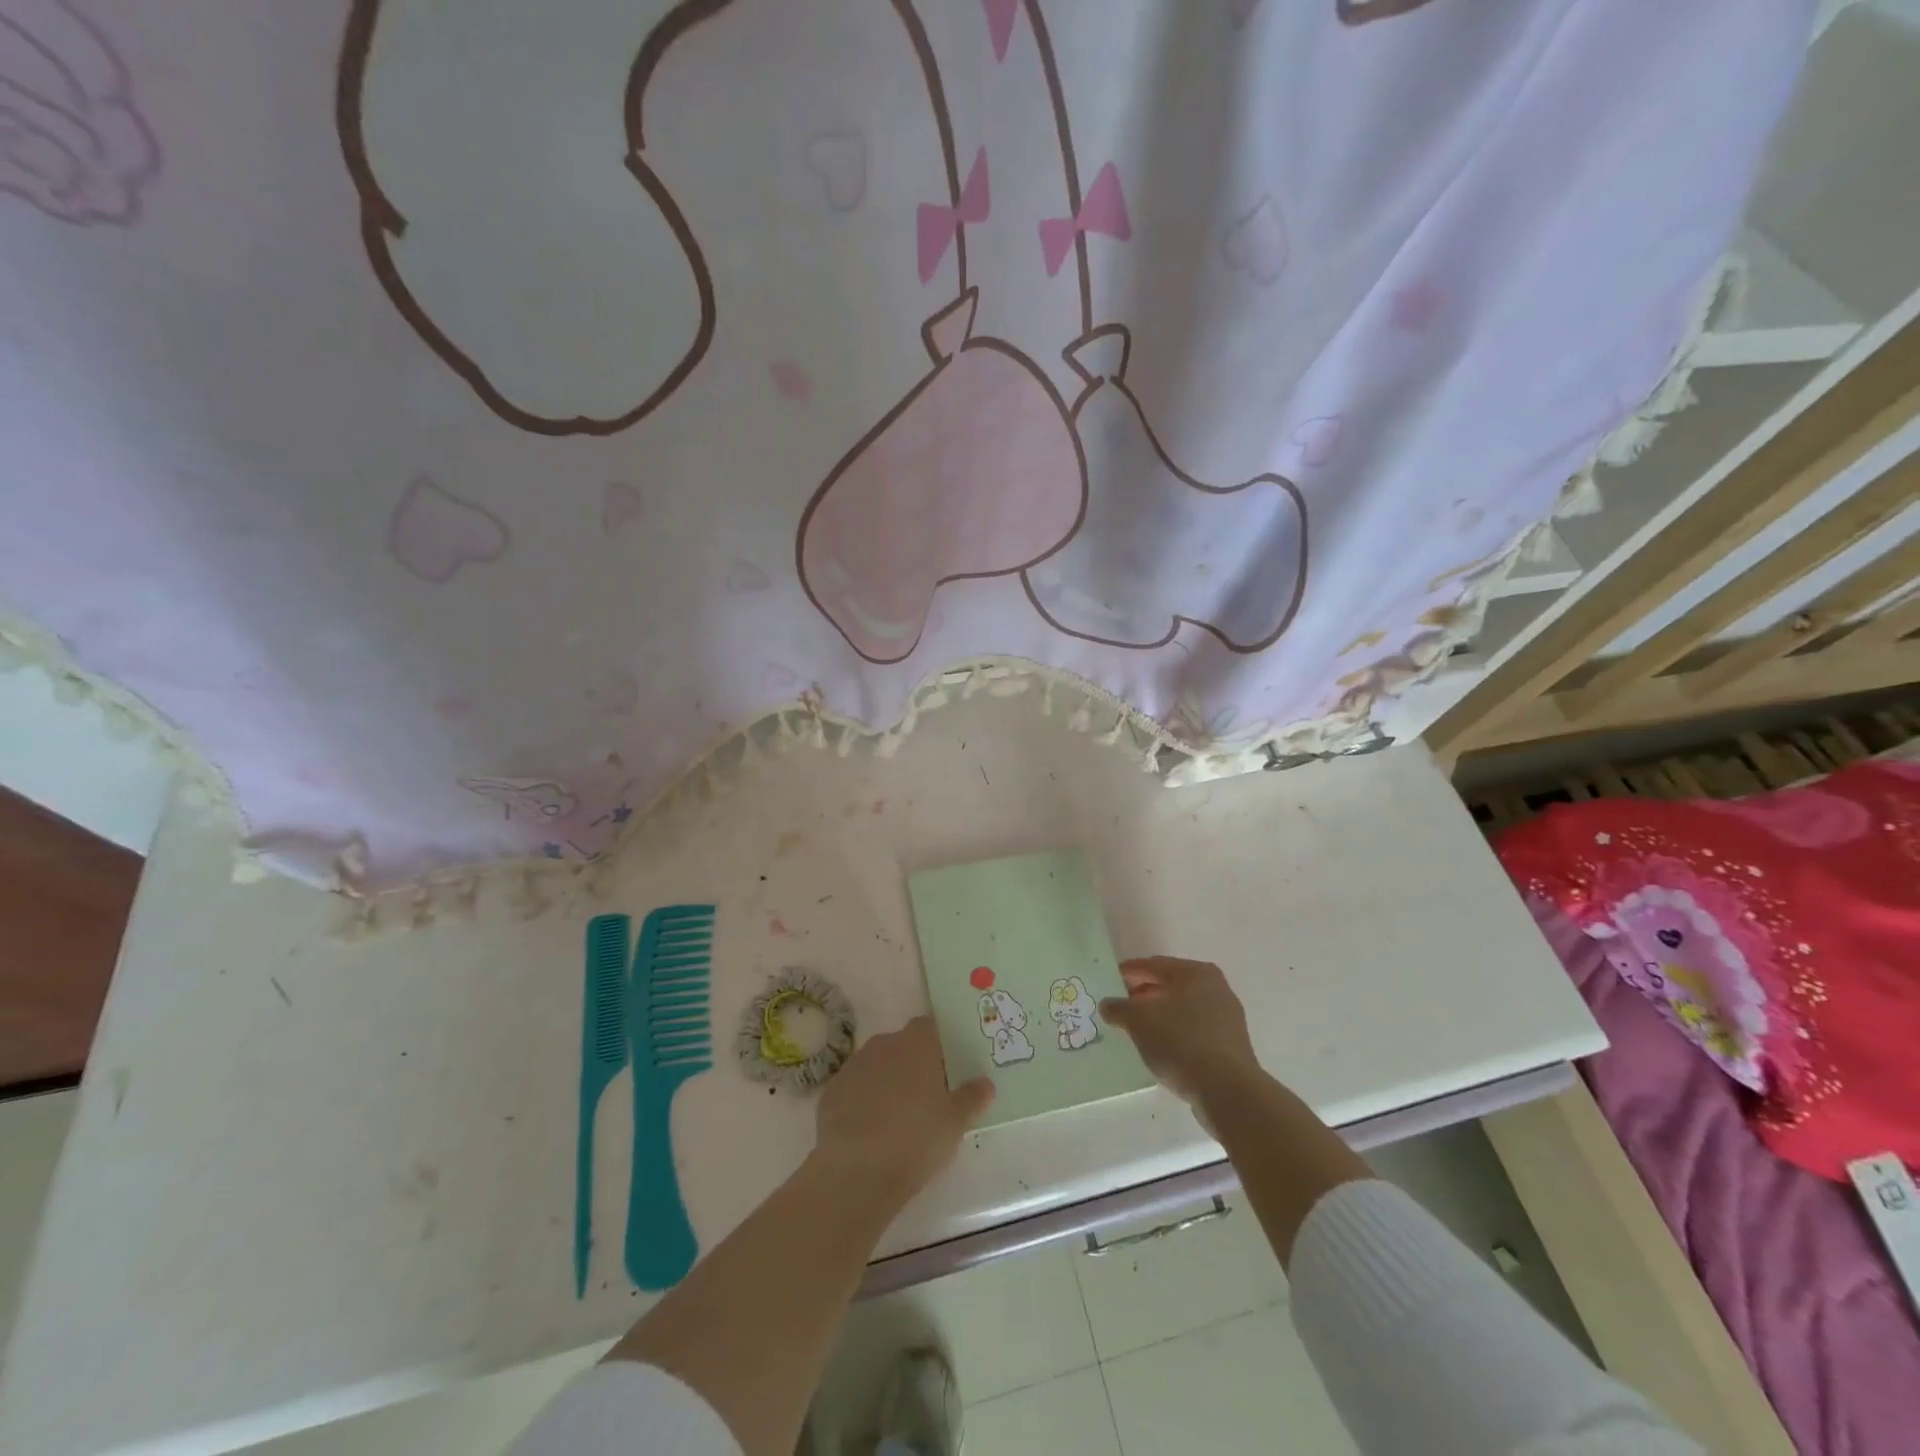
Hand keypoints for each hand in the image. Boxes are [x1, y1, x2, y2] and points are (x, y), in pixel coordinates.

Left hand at [811, 1016, 994, 1208]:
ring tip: (898, 1118)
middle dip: (913, 1065)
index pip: (930, 1027)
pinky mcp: (831, 1092)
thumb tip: (986, 1082)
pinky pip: (854, 1089)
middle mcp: (883, 1045)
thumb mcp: (956, 1123)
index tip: (947, 1069)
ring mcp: (853, 1066)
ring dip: (887, 1082)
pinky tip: (870, 1131)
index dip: (939, 1045)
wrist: (856, 1171)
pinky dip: (863, 1101)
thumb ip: (972, 1098)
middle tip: (927, 1098)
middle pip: (903, 1046)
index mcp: (916, 1045)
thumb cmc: (916, 1139)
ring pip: (877, 1066)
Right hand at [1101, 957, 1264, 1113]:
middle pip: (1170, 986)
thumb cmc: (1181, 1042)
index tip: (1110, 980)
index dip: (1129, 972)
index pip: (1154, 965)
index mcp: (1196, 973)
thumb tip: (1108, 1005)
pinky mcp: (1230, 1046)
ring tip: (1136, 1029)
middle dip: (1144, 994)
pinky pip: (1194, 1031)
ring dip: (1159, 1015)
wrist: (1227, 1091)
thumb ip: (1119, 1008)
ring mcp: (1227, 1018)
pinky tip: (1160, 1048)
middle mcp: (1216, 988)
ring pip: (1183, 1010)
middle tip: (1121, 1005)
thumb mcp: (1139, 1021)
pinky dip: (1175, 1034)